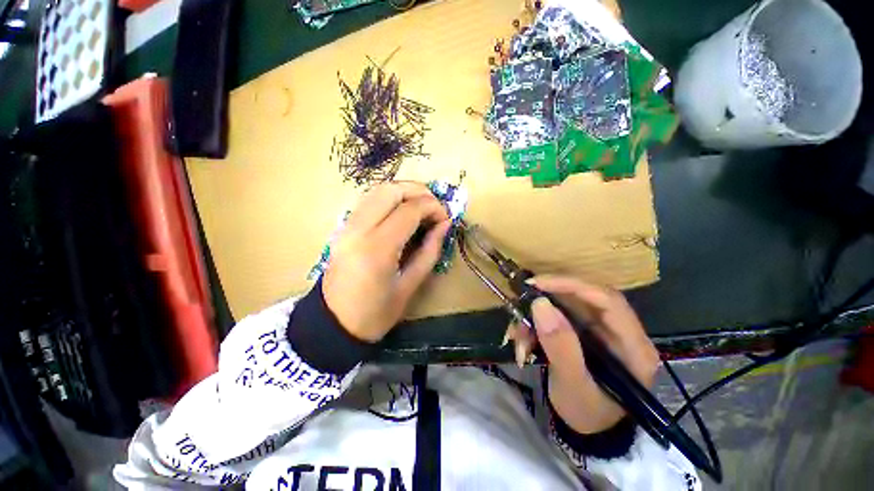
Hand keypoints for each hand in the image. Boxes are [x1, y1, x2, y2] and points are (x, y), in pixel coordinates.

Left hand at [323, 182, 450, 342]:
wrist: (334, 323)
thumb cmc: (376, 313)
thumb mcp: (410, 285)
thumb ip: (430, 251)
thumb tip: (444, 224)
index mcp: (377, 249)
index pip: (409, 210)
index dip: (433, 208)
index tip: (446, 218)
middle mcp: (358, 229)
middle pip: (391, 190)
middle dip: (419, 191)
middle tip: (435, 207)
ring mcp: (346, 226)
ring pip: (377, 190)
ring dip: (404, 192)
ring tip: (422, 207)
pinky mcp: (343, 227)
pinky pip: (368, 201)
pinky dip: (389, 199)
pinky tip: (402, 212)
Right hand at [525, 275, 659, 433]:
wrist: (586, 429)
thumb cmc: (587, 413)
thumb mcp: (572, 386)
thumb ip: (560, 347)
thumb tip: (540, 304)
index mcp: (632, 346)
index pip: (607, 300)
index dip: (572, 285)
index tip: (536, 284)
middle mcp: (618, 330)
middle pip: (582, 297)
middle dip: (547, 300)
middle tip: (520, 302)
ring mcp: (598, 330)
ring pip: (563, 306)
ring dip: (535, 318)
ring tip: (518, 339)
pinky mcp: (581, 332)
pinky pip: (554, 317)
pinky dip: (534, 326)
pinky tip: (523, 344)